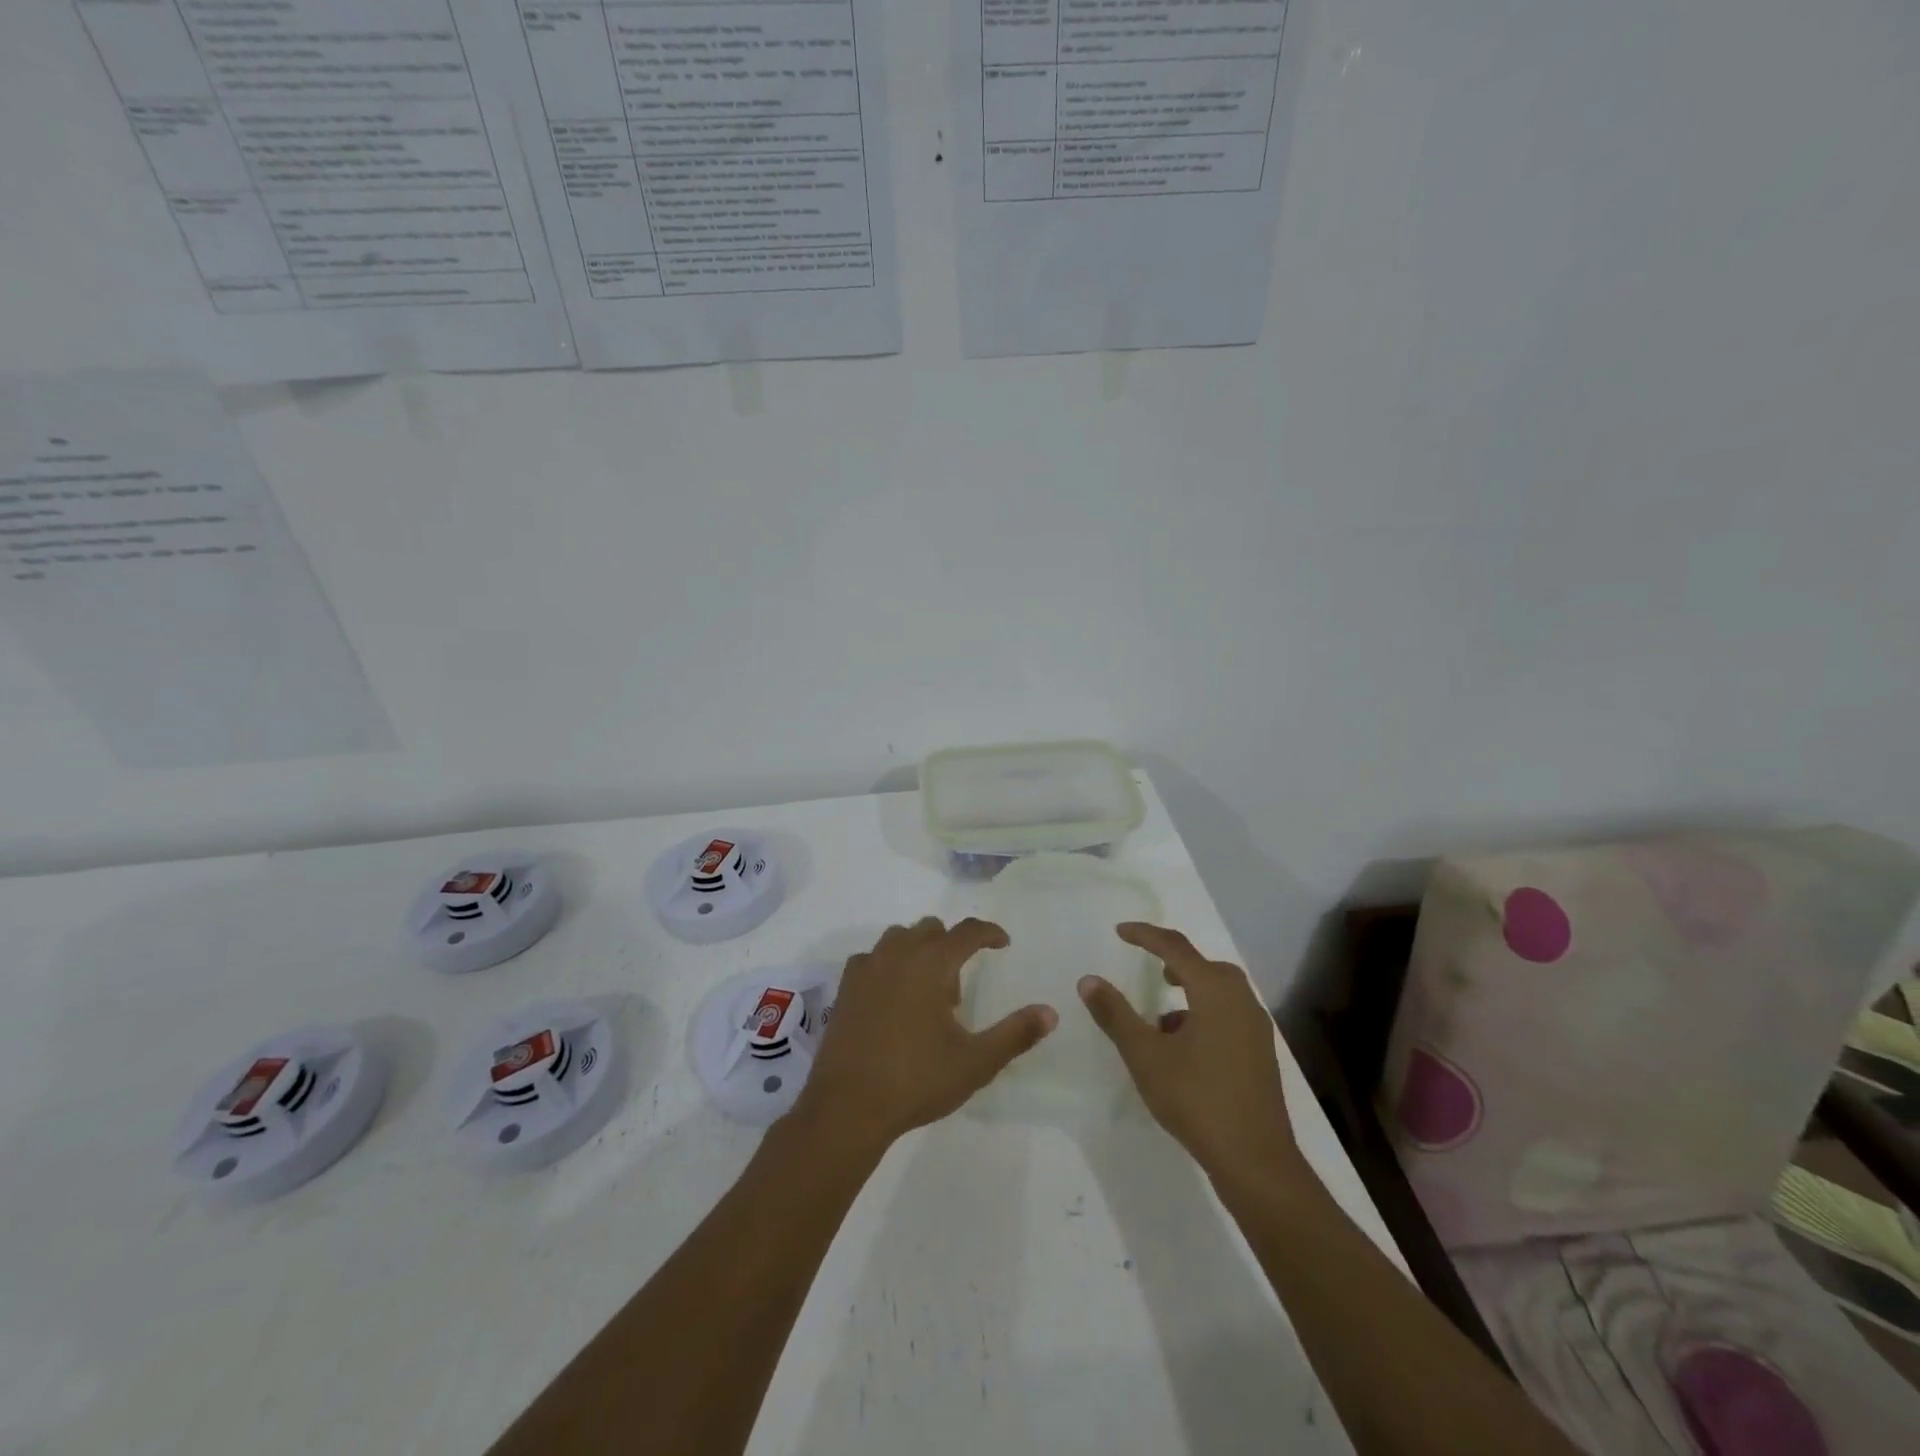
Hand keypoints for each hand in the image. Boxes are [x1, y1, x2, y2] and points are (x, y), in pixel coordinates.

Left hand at [792, 917, 1056, 1153]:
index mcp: (931, 963)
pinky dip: (889, 965)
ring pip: (899, 938)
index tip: (1003, 943)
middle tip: (959, 985)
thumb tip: (1050, 1013)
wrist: (847, 1107)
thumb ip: (1015, 1034)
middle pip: (931, 929)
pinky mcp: (845, 987)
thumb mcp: (975, 1062)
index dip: (989, 933)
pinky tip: (893, 998)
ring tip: (926, 992)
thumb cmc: (916, 1080)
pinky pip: (873, 958)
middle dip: (951, 945)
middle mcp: (898, 954)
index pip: (967, 931)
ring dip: (919, 950)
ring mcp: (866, 967)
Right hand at [1078, 923, 1302, 1181]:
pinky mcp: (1260, 1054)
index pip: (1175, 947)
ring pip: (1218, 992)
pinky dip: (1203, 1015)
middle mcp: (1241, 1000)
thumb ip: (1115, 1015)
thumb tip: (1089, 980)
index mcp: (1215, 991)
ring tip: (1160, 1016)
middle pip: (1204, 966)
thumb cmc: (1197, 1099)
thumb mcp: (1145, 1056)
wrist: (1256, 1161)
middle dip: (1173, 961)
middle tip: (1148, 967)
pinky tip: (1183, 1048)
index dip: (1145, 935)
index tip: (1120, 931)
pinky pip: (1228, 1015)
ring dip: (1188, 991)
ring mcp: (1256, 1028)